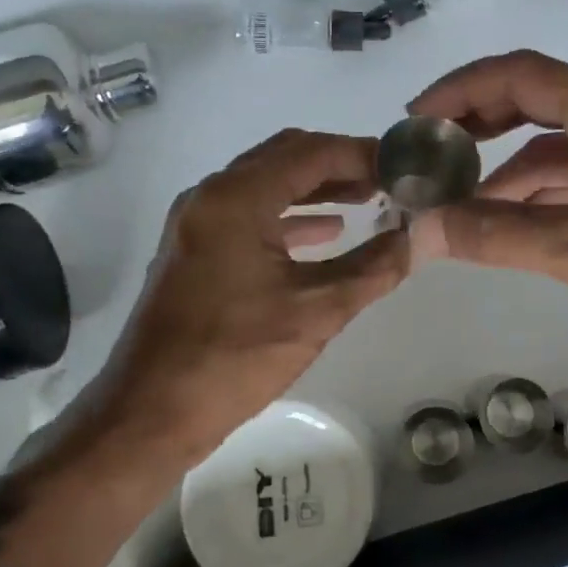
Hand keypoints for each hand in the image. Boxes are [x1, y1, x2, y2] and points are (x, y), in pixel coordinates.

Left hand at [83, 128, 406, 462]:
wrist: (150, 413)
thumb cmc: (234, 358)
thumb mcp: (316, 311)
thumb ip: (373, 268)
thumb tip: (417, 238)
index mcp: (236, 198)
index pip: (311, 153)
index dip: (362, 155)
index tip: (402, 167)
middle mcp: (211, 196)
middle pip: (285, 158)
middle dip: (339, 165)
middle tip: (387, 181)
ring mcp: (197, 222)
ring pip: (266, 184)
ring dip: (315, 189)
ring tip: (367, 200)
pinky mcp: (194, 248)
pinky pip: (249, 213)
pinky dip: (289, 216)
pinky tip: (326, 233)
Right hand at [405, 50, 567, 363]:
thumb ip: (500, 237)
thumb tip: (422, 228)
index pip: (521, 75)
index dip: (461, 90)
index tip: (416, 119)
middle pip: (542, 100)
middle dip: (482, 126)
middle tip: (433, 155)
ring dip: (516, 168)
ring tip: (466, 202)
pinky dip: (554, 189)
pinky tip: (525, 220)